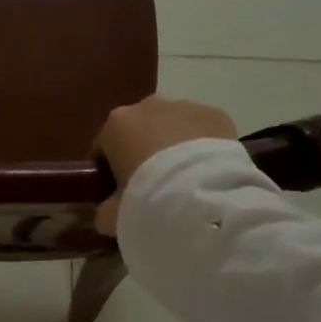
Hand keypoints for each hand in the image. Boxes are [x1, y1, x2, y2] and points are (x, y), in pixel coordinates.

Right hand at [94, 96, 236, 233]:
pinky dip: (202, 146)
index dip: (108, 169)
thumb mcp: (113, 215)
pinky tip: (208, 172)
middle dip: (144, 150)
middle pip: (140, 129)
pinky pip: (203, 130)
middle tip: (152, 184)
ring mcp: (185, 106)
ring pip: (174, 125)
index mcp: (116, 125)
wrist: (204, 196)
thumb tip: (106, 211)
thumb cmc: (146, 200)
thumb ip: (105, 209)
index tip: (116, 190)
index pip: (104, 146)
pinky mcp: (217, 114)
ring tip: (185, 179)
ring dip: (175, 145)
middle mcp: (148, 107)